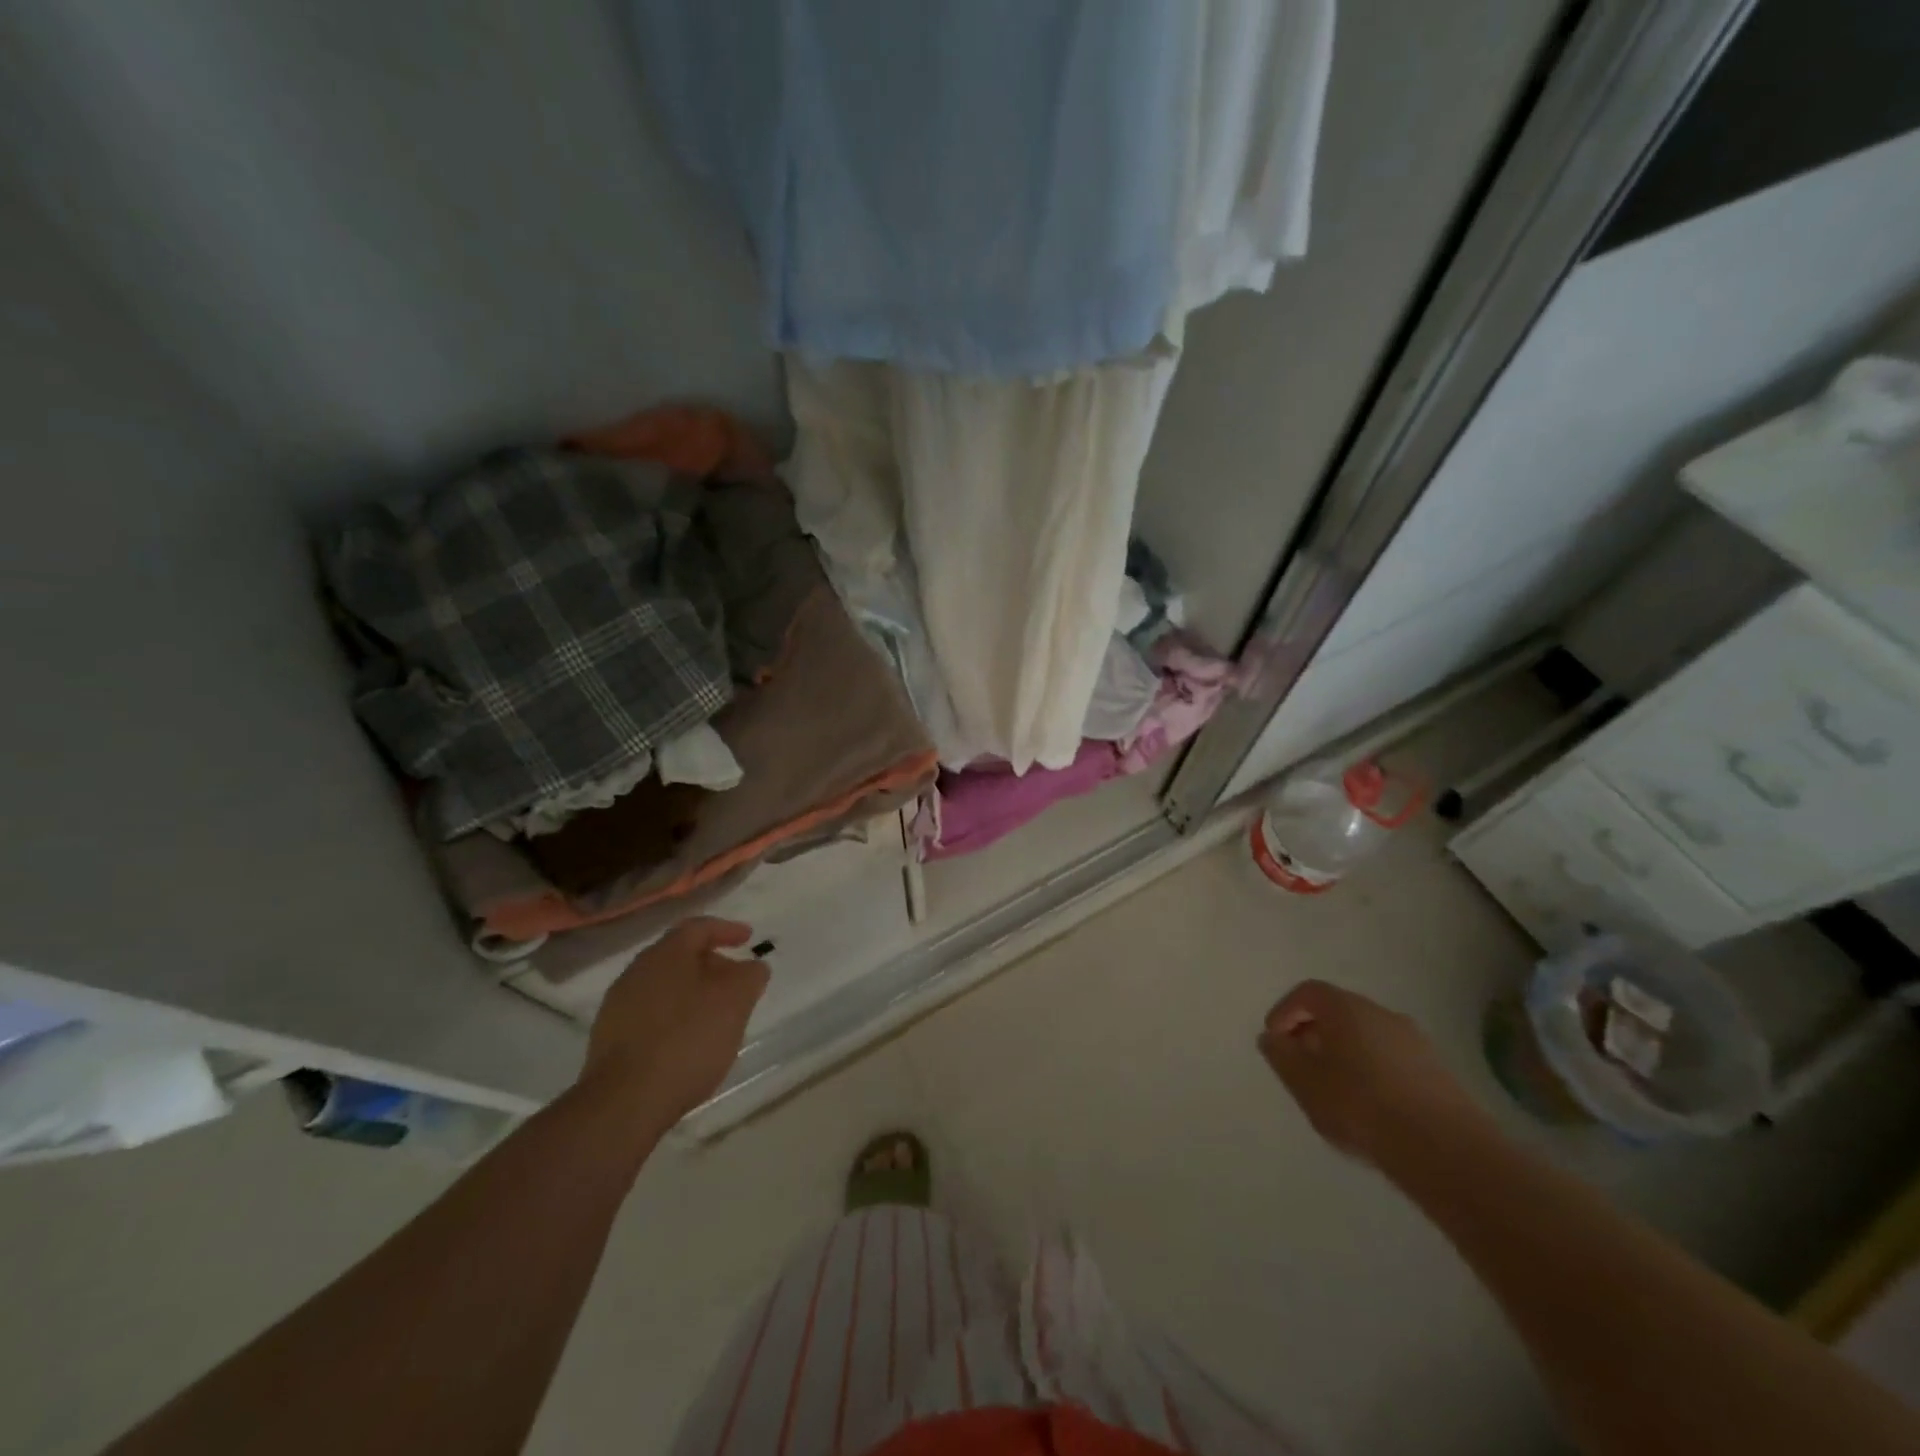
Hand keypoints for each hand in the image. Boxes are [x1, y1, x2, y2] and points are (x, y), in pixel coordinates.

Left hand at [580, 917, 767, 1129]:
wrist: (624, 1102)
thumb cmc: (687, 1040)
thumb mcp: (735, 1002)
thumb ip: (750, 976)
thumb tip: (752, 966)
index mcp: (666, 954)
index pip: (698, 927)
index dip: (727, 929)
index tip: (749, 938)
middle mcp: (637, 971)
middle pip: (680, 956)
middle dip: (711, 964)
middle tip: (737, 981)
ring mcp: (618, 1005)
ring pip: (664, 986)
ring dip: (692, 992)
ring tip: (716, 1014)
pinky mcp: (609, 1038)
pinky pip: (651, 1013)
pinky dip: (674, 1016)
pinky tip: (688, 1040)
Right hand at [1259, 979, 1491, 1166]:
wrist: (1445, 1149)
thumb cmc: (1360, 1105)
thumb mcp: (1303, 1081)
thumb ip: (1281, 1055)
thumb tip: (1273, 1038)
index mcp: (1346, 1008)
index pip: (1307, 992)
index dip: (1285, 1012)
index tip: (1275, 1041)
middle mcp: (1382, 1013)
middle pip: (1338, 1012)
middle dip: (1314, 1034)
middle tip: (1301, 1066)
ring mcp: (1415, 1042)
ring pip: (1366, 1037)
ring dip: (1344, 1055)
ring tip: (1334, 1092)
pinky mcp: (1438, 1072)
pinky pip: (1391, 1060)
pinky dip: (1372, 1072)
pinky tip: (1370, 1108)